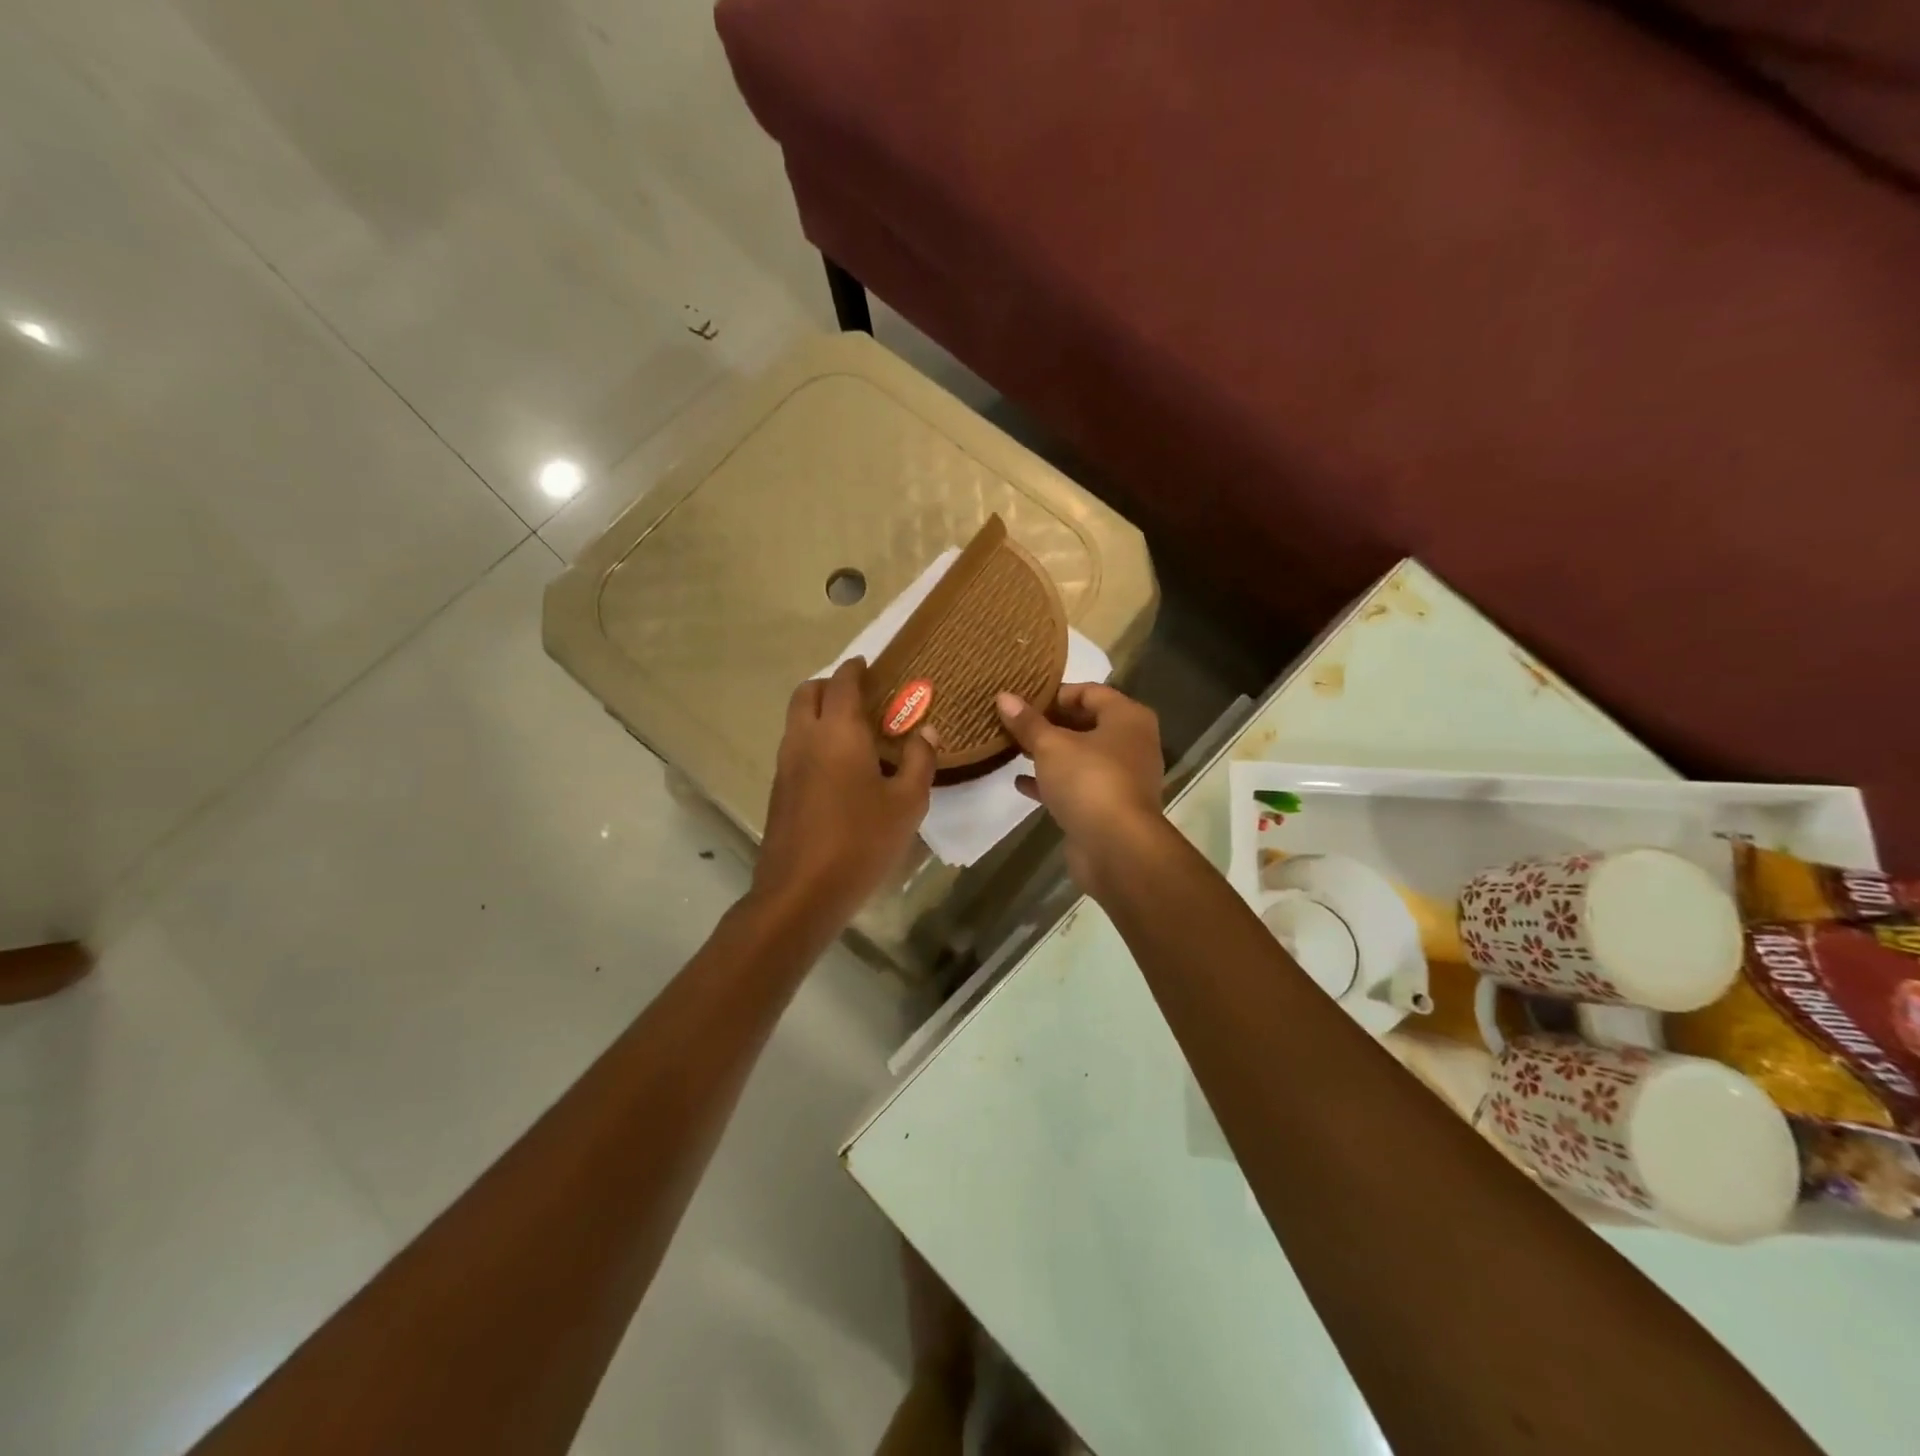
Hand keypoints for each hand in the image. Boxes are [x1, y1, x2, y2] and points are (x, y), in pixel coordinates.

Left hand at [754, 658, 935, 928]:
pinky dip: (812, 738)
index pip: (843, 683)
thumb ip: (919, 761)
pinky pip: (794, 746)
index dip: (856, 668)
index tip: (869, 663)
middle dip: (831, 684)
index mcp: (839, 732)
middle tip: (859, 695)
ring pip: (796, 719)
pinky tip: (838, 766)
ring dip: (819, 711)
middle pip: (808, 692)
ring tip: (852, 730)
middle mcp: (805, 738)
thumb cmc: (861, 841)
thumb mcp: (907, 803)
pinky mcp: (779, 790)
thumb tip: (926, 732)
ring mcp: (786, 764)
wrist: (801, 892)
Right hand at [996, 684, 1163, 890]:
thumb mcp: (1051, 745)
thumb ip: (1027, 722)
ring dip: (1049, 754)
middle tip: (1014, 723)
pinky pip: (1078, 786)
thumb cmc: (1089, 781)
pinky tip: (1021, 783)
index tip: (1023, 700)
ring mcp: (1123, 778)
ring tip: (1013, 749)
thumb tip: (1004, 697)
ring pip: (1081, 757)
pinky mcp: (1109, 808)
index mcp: (1128, 718)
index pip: (1090, 691)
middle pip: (1086, 723)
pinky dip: (1053, 782)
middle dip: (1049, 724)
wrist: (1117, 848)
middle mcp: (1132, 743)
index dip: (1055, 693)